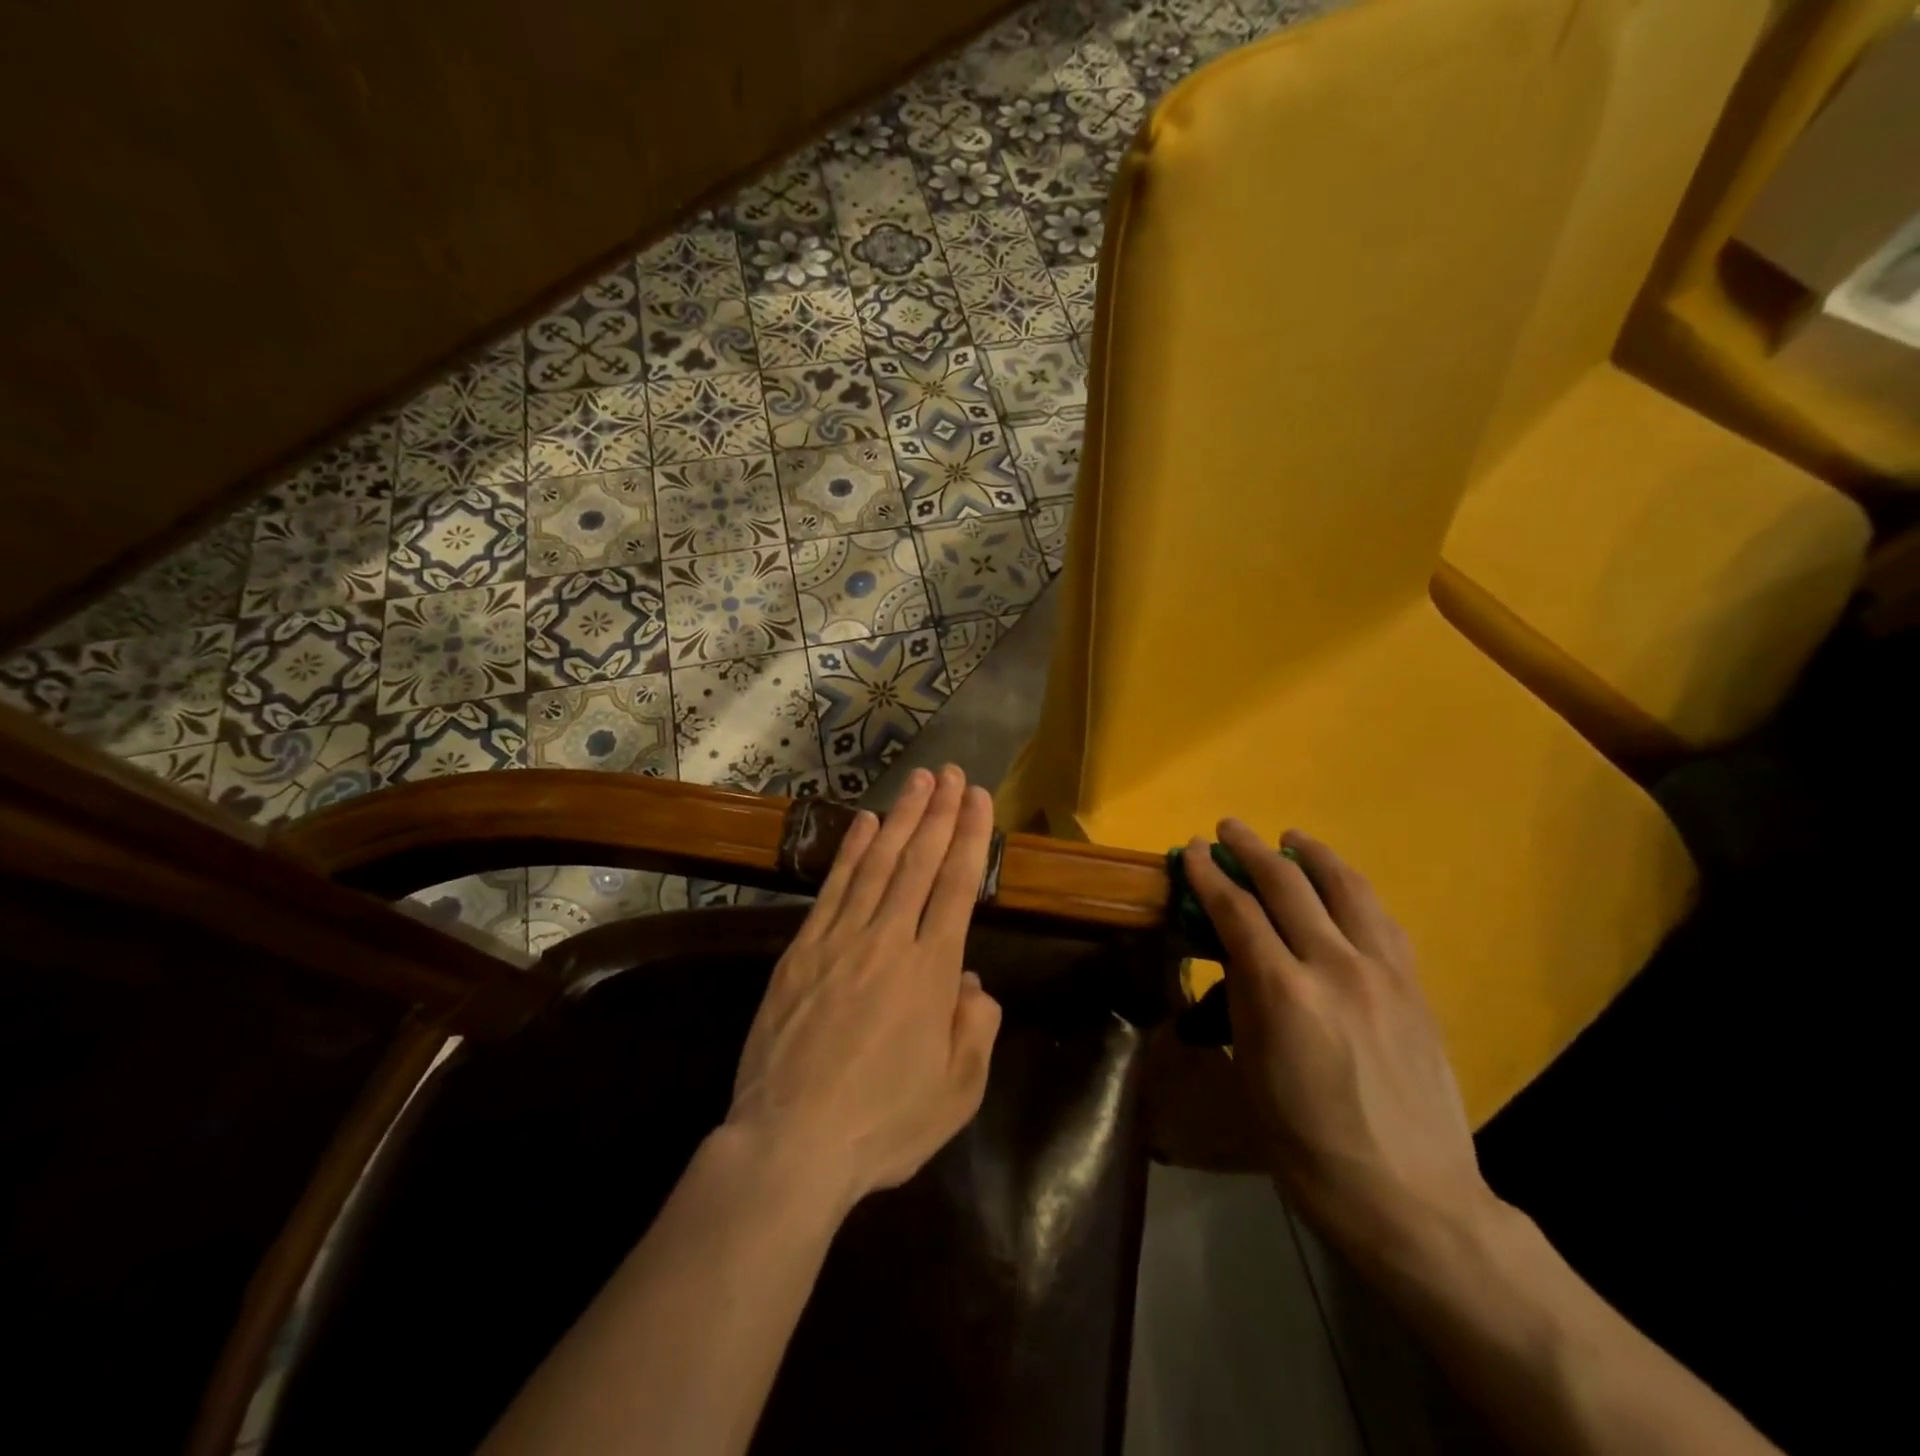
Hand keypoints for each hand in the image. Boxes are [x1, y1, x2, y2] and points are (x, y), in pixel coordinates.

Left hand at [726, 765, 1002, 1214]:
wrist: (790, 1143)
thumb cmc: (882, 1124)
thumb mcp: (956, 1093)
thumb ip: (975, 1029)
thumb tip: (970, 981)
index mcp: (931, 972)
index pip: (957, 886)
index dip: (970, 837)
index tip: (979, 799)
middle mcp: (889, 941)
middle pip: (919, 863)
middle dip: (940, 813)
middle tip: (953, 773)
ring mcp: (840, 940)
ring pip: (877, 865)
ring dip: (901, 819)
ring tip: (918, 782)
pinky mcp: (801, 950)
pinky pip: (832, 889)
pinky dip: (850, 851)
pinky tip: (865, 824)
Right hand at [1182, 821, 1498, 1268]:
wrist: (1411, 1199)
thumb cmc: (1307, 1145)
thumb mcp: (1252, 1071)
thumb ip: (1244, 999)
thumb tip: (1235, 951)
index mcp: (1284, 993)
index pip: (1237, 911)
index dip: (1209, 875)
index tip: (1190, 849)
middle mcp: (1336, 967)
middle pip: (1289, 885)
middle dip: (1252, 849)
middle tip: (1228, 828)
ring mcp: (1385, 973)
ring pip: (1347, 888)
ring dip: (1312, 855)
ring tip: (1292, 838)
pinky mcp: (1416, 987)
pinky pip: (1382, 919)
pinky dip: (1354, 890)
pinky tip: (1343, 887)